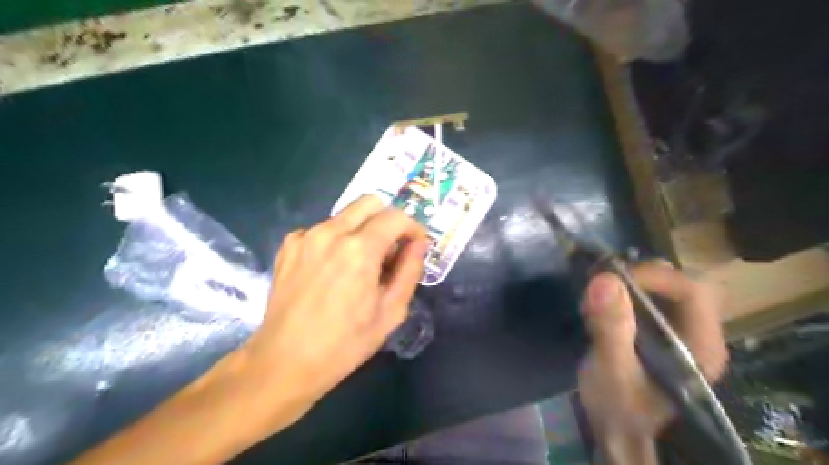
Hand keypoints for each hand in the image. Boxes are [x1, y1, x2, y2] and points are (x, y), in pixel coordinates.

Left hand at [227, 195, 429, 431]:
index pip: (396, 217)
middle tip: (390, 249)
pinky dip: (337, 239)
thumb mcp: (391, 312)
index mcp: (359, 249)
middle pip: (369, 202)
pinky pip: (323, 229)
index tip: (415, 244)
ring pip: (346, 215)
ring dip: (362, 230)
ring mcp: (306, 236)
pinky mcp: (289, 245)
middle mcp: (331, 232)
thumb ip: (410, 270)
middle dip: (387, 220)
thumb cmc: (345, 343)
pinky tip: (333, 269)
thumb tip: (419, 244)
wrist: (284, 361)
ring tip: (361, 264)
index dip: (412, 227)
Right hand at [578, 261, 726, 461]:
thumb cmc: (619, 407)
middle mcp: (696, 331)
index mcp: (700, 346)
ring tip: (594, 301)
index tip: (610, 280)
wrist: (617, 427)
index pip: (692, 290)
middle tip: (600, 286)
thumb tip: (604, 279)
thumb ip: (611, 328)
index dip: (653, 276)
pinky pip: (643, 294)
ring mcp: (676, 327)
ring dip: (625, 282)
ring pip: (660, 284)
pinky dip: (619, 291)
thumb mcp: (611, 371)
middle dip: (638, 276)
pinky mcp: (656, 326)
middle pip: (679, 281)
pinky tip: (597, 307)